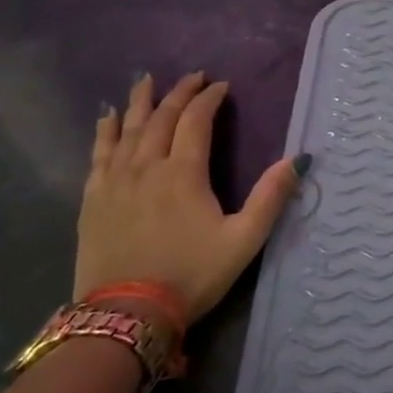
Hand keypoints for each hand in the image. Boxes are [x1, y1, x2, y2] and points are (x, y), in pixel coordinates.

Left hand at [74, 72, 303, 322]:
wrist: (126, 315)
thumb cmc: (192, 275)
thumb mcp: (244, 240)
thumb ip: (271, 197)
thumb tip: (298, 159)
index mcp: (184, 173)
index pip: (196, 121)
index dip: (210, 99)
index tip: (222, 86)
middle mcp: (147, 167)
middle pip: (161, 118)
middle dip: (179, 93)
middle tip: (193, 77)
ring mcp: (115, 182)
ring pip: (128, 129)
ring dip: (141, 102)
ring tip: (146, 81)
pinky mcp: (93, 199)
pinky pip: (99, 153)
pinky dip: (106, 131)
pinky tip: (108, 118)